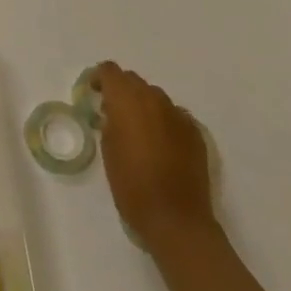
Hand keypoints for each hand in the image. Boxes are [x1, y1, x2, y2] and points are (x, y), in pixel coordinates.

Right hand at [93, 61, 216, 250]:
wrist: (175, 219)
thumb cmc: (131, 184)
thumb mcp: (107, 148)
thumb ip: (109, 121)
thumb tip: (113, 113)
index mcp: (127, 100)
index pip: (110, 71)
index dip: (100, 79)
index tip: (94, 94)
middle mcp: (154, 99)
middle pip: (134, 80)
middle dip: (122, 90)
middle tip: (113, 113)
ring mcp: (178, 115)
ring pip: (156, 97)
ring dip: (144, 105)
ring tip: (139, 130)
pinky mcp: (195, 133)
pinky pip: (174, 115)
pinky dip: (164, 121)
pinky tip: (161, 144)